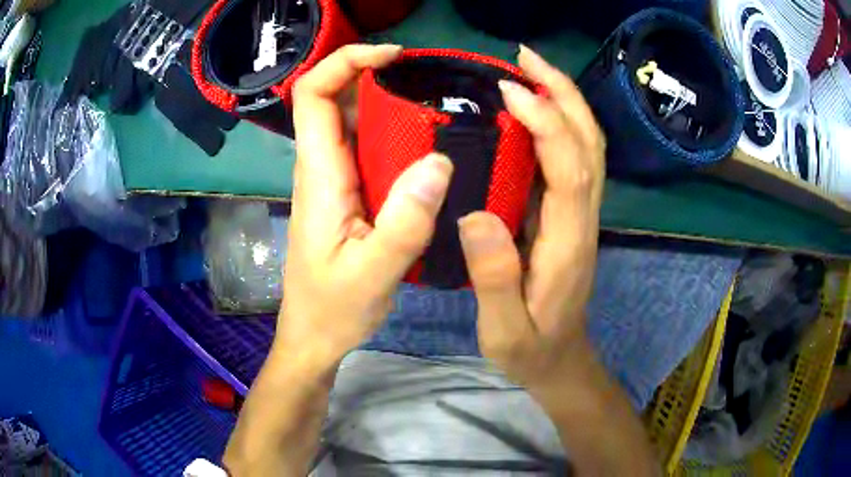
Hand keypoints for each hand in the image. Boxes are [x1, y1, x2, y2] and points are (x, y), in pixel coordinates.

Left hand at [276, 44, 454, 371]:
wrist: (313, 336)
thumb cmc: (334, 309)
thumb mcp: (374, 274)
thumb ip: (405, 221)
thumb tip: (439, 161)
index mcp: (320, 176)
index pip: (313, 95)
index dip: (345, 62)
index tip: (392, 56)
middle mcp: (321, 168)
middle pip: (334, 99)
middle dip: (375, 74)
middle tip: (429, 80)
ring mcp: (333, 181)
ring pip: (353, 122)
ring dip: (389, 103)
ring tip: (438, 106)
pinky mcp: (346, 195)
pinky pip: (367, 149)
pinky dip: (395, 134)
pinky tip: (428, 146)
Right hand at [459, 46, 605, 385]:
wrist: (562, 361)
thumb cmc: (533, 350)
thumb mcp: (505, 331)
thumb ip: (494, 279)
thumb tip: (475, 215)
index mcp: (568, 244)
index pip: (569, 169)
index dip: (547, 124)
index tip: (511, 91)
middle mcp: (583, 219)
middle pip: (589, 144)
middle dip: (564, 94)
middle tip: (525, 59)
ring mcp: (580, 214)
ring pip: (586, 146)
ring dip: (564, 101)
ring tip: (528, 70)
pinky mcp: (569, 214)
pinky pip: (571, 159)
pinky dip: (556, 123)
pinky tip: (528, 110)